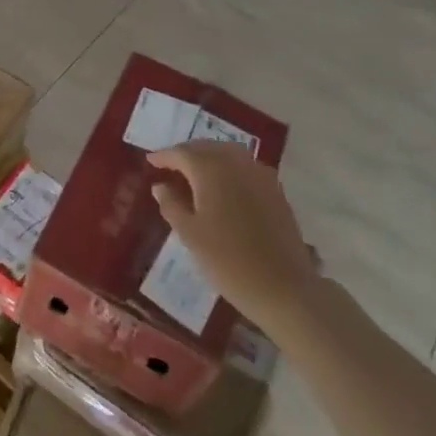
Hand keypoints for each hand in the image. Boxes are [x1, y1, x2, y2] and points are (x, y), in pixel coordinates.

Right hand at [147, 142, 321, 337]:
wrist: (284, 288)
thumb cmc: (228, 261)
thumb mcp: (190, 234)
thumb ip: (171, 205)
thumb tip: (160, 186)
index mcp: (210, 170)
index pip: (182, 153)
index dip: (164, 156)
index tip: (150, 161)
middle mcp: (236, 164)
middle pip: (207, 147)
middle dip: (187, 153)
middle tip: (170, 165)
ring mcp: (260, 175)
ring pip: (229, 153)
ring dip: (209, 157)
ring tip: (195, 173)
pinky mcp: (276, 191)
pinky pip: (246, 167)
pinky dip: (230, 168)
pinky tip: (224, 185)